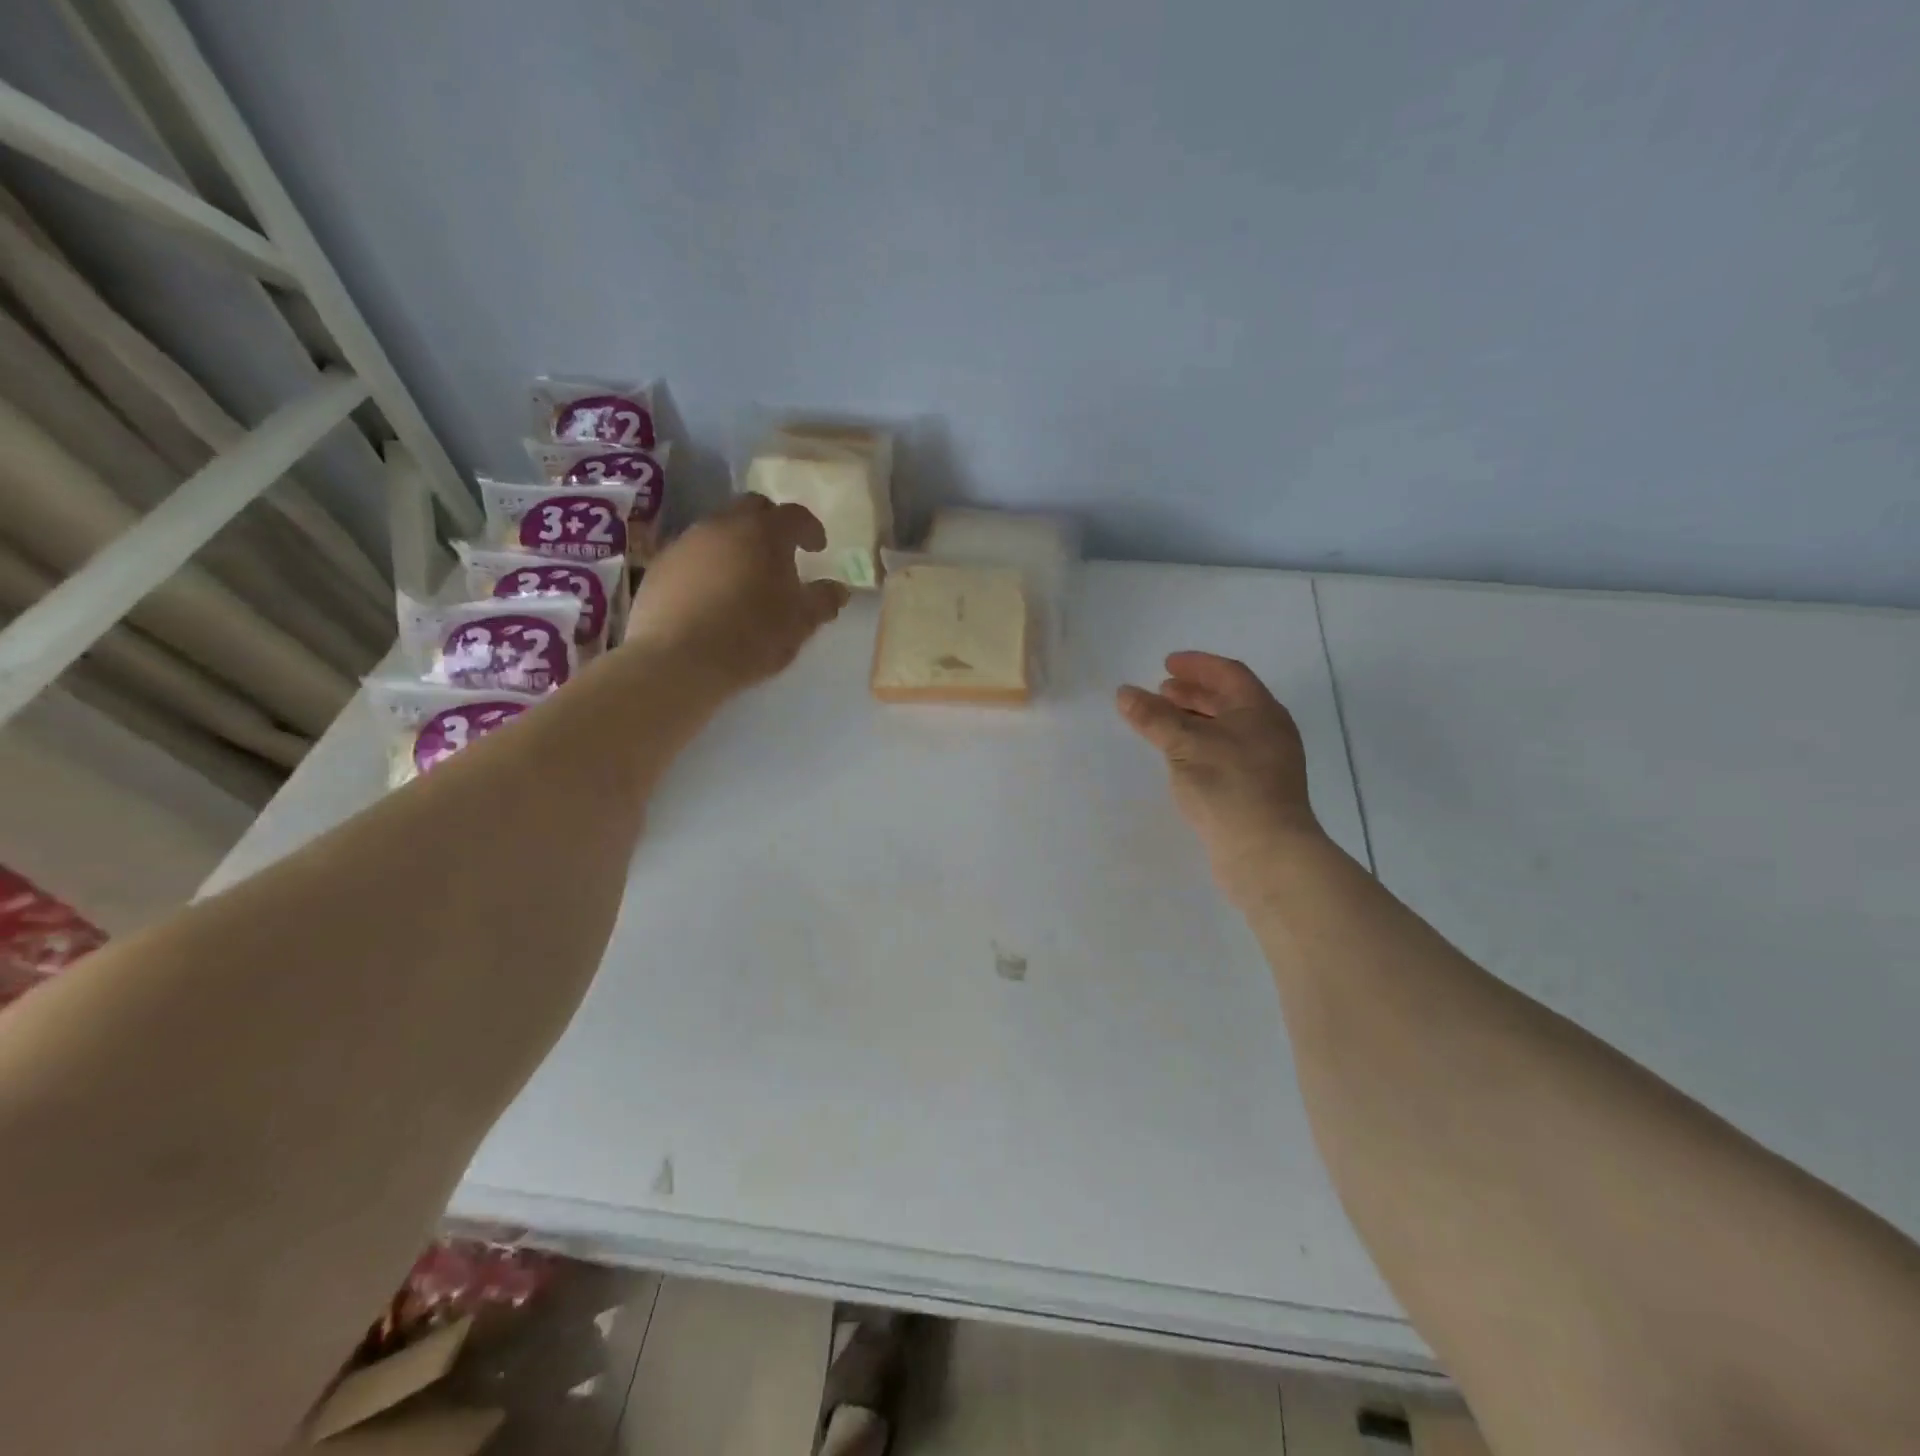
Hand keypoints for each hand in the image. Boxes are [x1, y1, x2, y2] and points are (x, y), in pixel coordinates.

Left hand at [627, 495, 848, 690]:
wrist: (678, 660)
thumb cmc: (751, 636)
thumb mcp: (800, 623)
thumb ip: (823, 600)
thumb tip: (838, 589)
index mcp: (765, 533)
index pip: (795, 515)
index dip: (810, 528)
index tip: (818, 547)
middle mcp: (724, 525)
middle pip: (752, 509)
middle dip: (771, 524)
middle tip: (781, 552)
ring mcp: (686, 542)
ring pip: (718, 529)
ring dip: (736, 544)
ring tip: (745, 576)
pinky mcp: (660, 566)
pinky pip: (692, 554)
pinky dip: (708, 565)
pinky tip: (711, 595)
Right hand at [1117, 652, 1324, 906]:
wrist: (1267, 854)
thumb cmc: (1229, 787)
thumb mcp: (1185, 745)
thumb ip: (1153, 717)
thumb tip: (1124, 692)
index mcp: (1260, 711)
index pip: (1229, 674)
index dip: (1197, 665)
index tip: (1166, 664)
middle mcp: (1268, 732)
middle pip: (1228, 701)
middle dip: (1193, 694)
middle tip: (1160, 692)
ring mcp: (1266, 763)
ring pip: (1226, 729)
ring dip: (1194, 721)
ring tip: (1163, 723)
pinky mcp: (1257, 791)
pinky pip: (1225, 754)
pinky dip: (1200, 746)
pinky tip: (1179, 759)